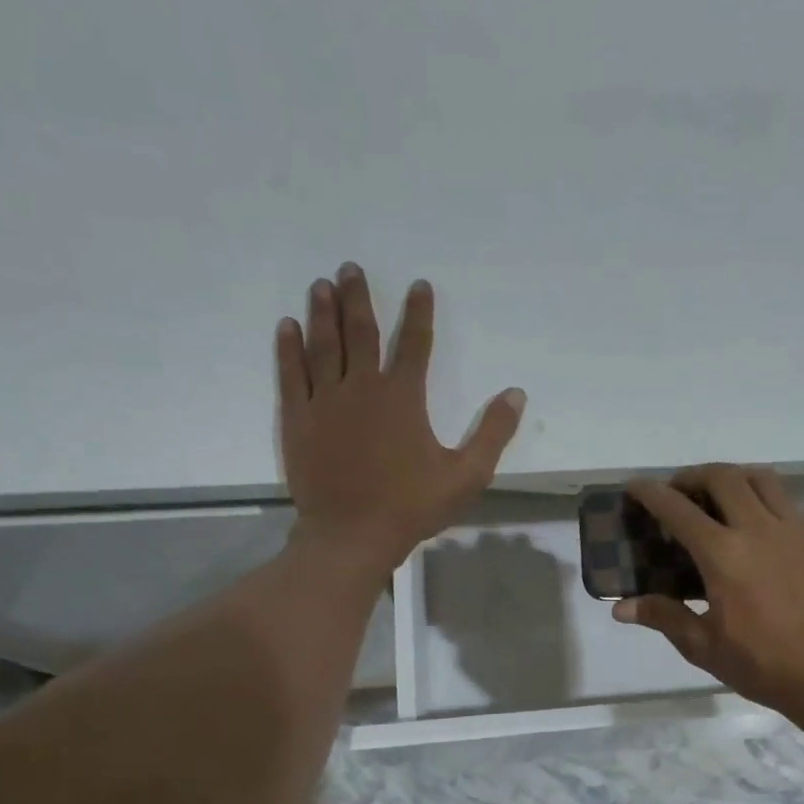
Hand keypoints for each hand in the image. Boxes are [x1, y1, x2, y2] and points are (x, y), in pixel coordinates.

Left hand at [276, 264, 524, 575]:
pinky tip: (287, 327)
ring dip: (324, 313)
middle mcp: (362, 388)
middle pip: (360, 332)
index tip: (418, 284)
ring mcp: (325, 402)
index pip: (414, 344)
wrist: (352, 535)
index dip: (418, 312)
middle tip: (350, 268)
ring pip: (323, 346)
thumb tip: (516, 394)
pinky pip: (292, 374)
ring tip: (322, 285)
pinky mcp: (299, 420)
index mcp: (403, 398)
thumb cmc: (412, 506)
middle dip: (358, 298)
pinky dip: (289, 348)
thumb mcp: (467, 475)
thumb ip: (492, 433)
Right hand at [614, 465, 803, 725]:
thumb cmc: (764, 664)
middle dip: (692, 476)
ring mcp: (792, 529)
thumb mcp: (705, 647)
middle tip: (678, 493)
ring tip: (716, 498)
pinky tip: (754, 523)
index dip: (652, 493)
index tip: (635, 486)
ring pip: (759, 478)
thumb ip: (664, 617)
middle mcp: (758, 529)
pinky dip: (760, 495)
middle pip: (722, 477)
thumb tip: (621, 608)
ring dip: (730, 477)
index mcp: (724, 555)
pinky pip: (784, 498)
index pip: (678, 509)